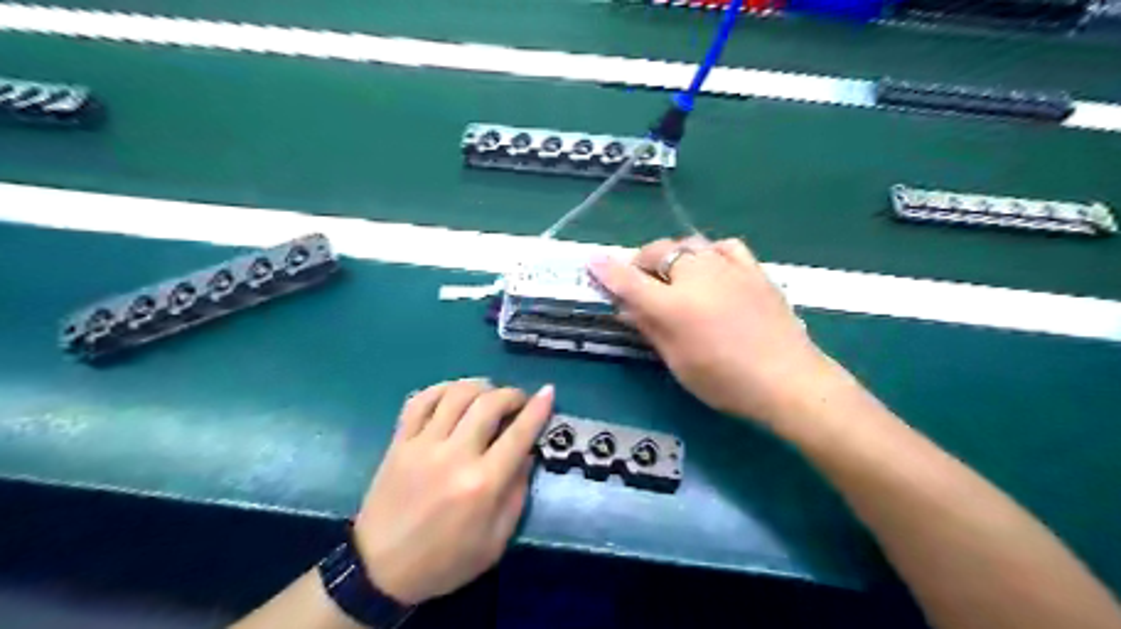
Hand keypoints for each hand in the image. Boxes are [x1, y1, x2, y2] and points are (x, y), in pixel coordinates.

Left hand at [351, 378, 552, 604]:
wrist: (379, 571)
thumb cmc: (445, 561)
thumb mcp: (495, 541)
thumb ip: (516, 494)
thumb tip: (527, 453)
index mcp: (482, 484)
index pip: (518, 434)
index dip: (538, 408)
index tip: (548, 392)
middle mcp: (454, 456)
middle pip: (488, 403)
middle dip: (511, 394)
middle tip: (518, 401)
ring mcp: (422, 445)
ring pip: (455, 394)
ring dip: (479, 386)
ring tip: (488, 394)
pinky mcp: (398, 442)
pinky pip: (420, 400)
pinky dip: (441, 388)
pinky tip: (453, 394)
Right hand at [591, 236, 834, 427]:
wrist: (787, 379)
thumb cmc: (724, 381)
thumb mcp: (677, 361)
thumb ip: (649, 328)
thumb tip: (625, 307)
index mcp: (672, 305)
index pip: (628, 280)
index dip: (606, 270)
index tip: (592, 262)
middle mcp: (696, 276)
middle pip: (658, 252)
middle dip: (641, 262)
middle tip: (639, 281)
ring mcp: (727, 268)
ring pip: (688, 244)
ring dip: (672, 255)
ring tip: (672, 274)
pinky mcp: (752, 269)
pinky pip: (724, 246)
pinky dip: (709, 252)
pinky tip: (710, 266)